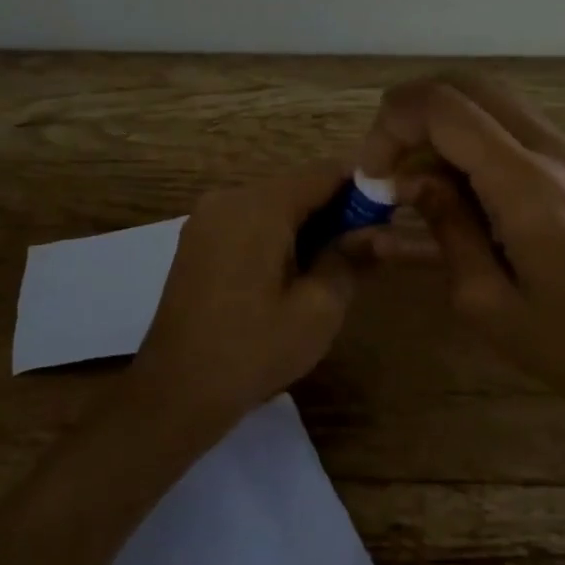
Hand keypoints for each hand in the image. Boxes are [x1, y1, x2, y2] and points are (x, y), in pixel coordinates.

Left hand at [122, 162, 358, 437]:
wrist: (175, 391)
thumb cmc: (253, 351)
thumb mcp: (318, 310)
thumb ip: (350, 259)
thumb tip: (377, 230)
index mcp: (259, 206)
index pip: (323, 172)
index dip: (362, 186)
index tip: (390, 210)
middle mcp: (228, 198)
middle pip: (296, 187)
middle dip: (334, 210)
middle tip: (365, 247)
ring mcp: (206, 218)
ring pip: (272, 204)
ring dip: (306, 225)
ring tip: (331, 266)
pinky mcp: (196, 239)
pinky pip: (247, 221)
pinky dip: (276, 235)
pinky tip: (290, 273)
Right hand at [356, 73, 564, 428]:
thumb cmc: (564, 345)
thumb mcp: (483, 299)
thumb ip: (445, 224)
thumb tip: (410, 180)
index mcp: (527, 184)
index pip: (445, 109)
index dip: (393, 125)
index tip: (371, 173)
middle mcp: (553, 151)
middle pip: (467, 86)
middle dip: (412, 113)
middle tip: (386, 164)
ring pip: (490, 100)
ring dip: (441, 125)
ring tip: (413, 179)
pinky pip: (511, 128)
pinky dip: (470, 140)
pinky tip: (454, 189)